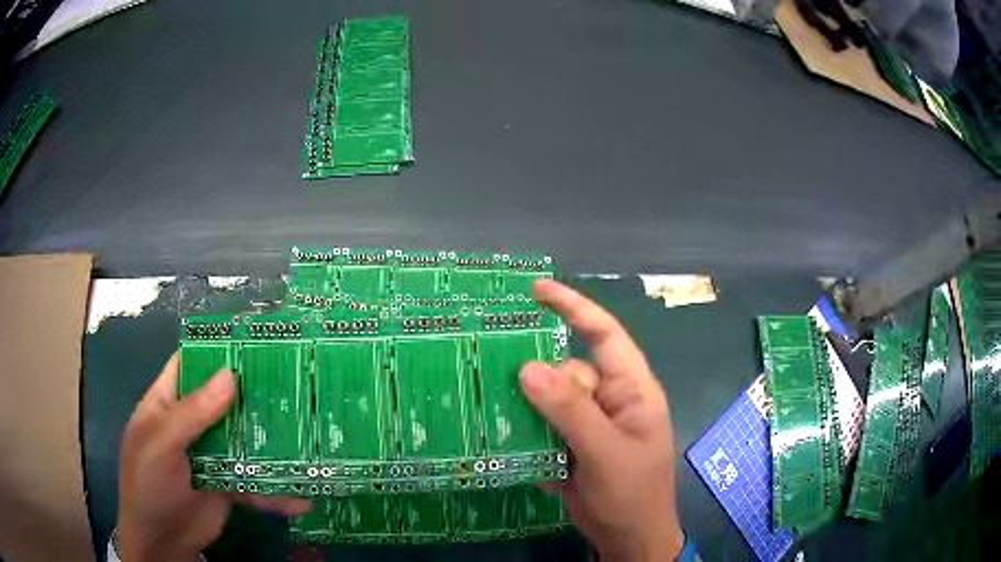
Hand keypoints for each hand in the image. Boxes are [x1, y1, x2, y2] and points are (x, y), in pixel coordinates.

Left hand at [116, 353, 310, 561]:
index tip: (253, 343)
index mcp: (167, 403)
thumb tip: (230, 375)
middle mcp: (190, 425)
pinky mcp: (227, 486)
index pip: (189, 364)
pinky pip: (254, 481)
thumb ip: (192, 413)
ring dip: (270, 443)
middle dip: (253, 394)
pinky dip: (275, 490)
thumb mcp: (162, 444)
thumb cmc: (149, 483)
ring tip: (309, 440)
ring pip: (242, 440)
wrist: (161, 542)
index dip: (215, 350)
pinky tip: (301, 499)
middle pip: (223, 401)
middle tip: (294, 386)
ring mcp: (210, 456)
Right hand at [520, 280, 682, 561]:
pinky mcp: (570, 447)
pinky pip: (542, 427)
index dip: (574, 307)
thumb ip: (571, 410)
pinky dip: (525, 434)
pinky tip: (506, 443)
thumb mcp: (605, 451)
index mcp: (631, 390)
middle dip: (537, 380)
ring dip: (525, 409)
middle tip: (500, 386)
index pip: (604, 335)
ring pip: (549, 401)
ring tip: (492, 411)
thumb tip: (528, 368)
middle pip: (567, 372)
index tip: (536, 291)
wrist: (627, 540)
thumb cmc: (631, 494)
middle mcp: (610, 400)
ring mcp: (589, 425)